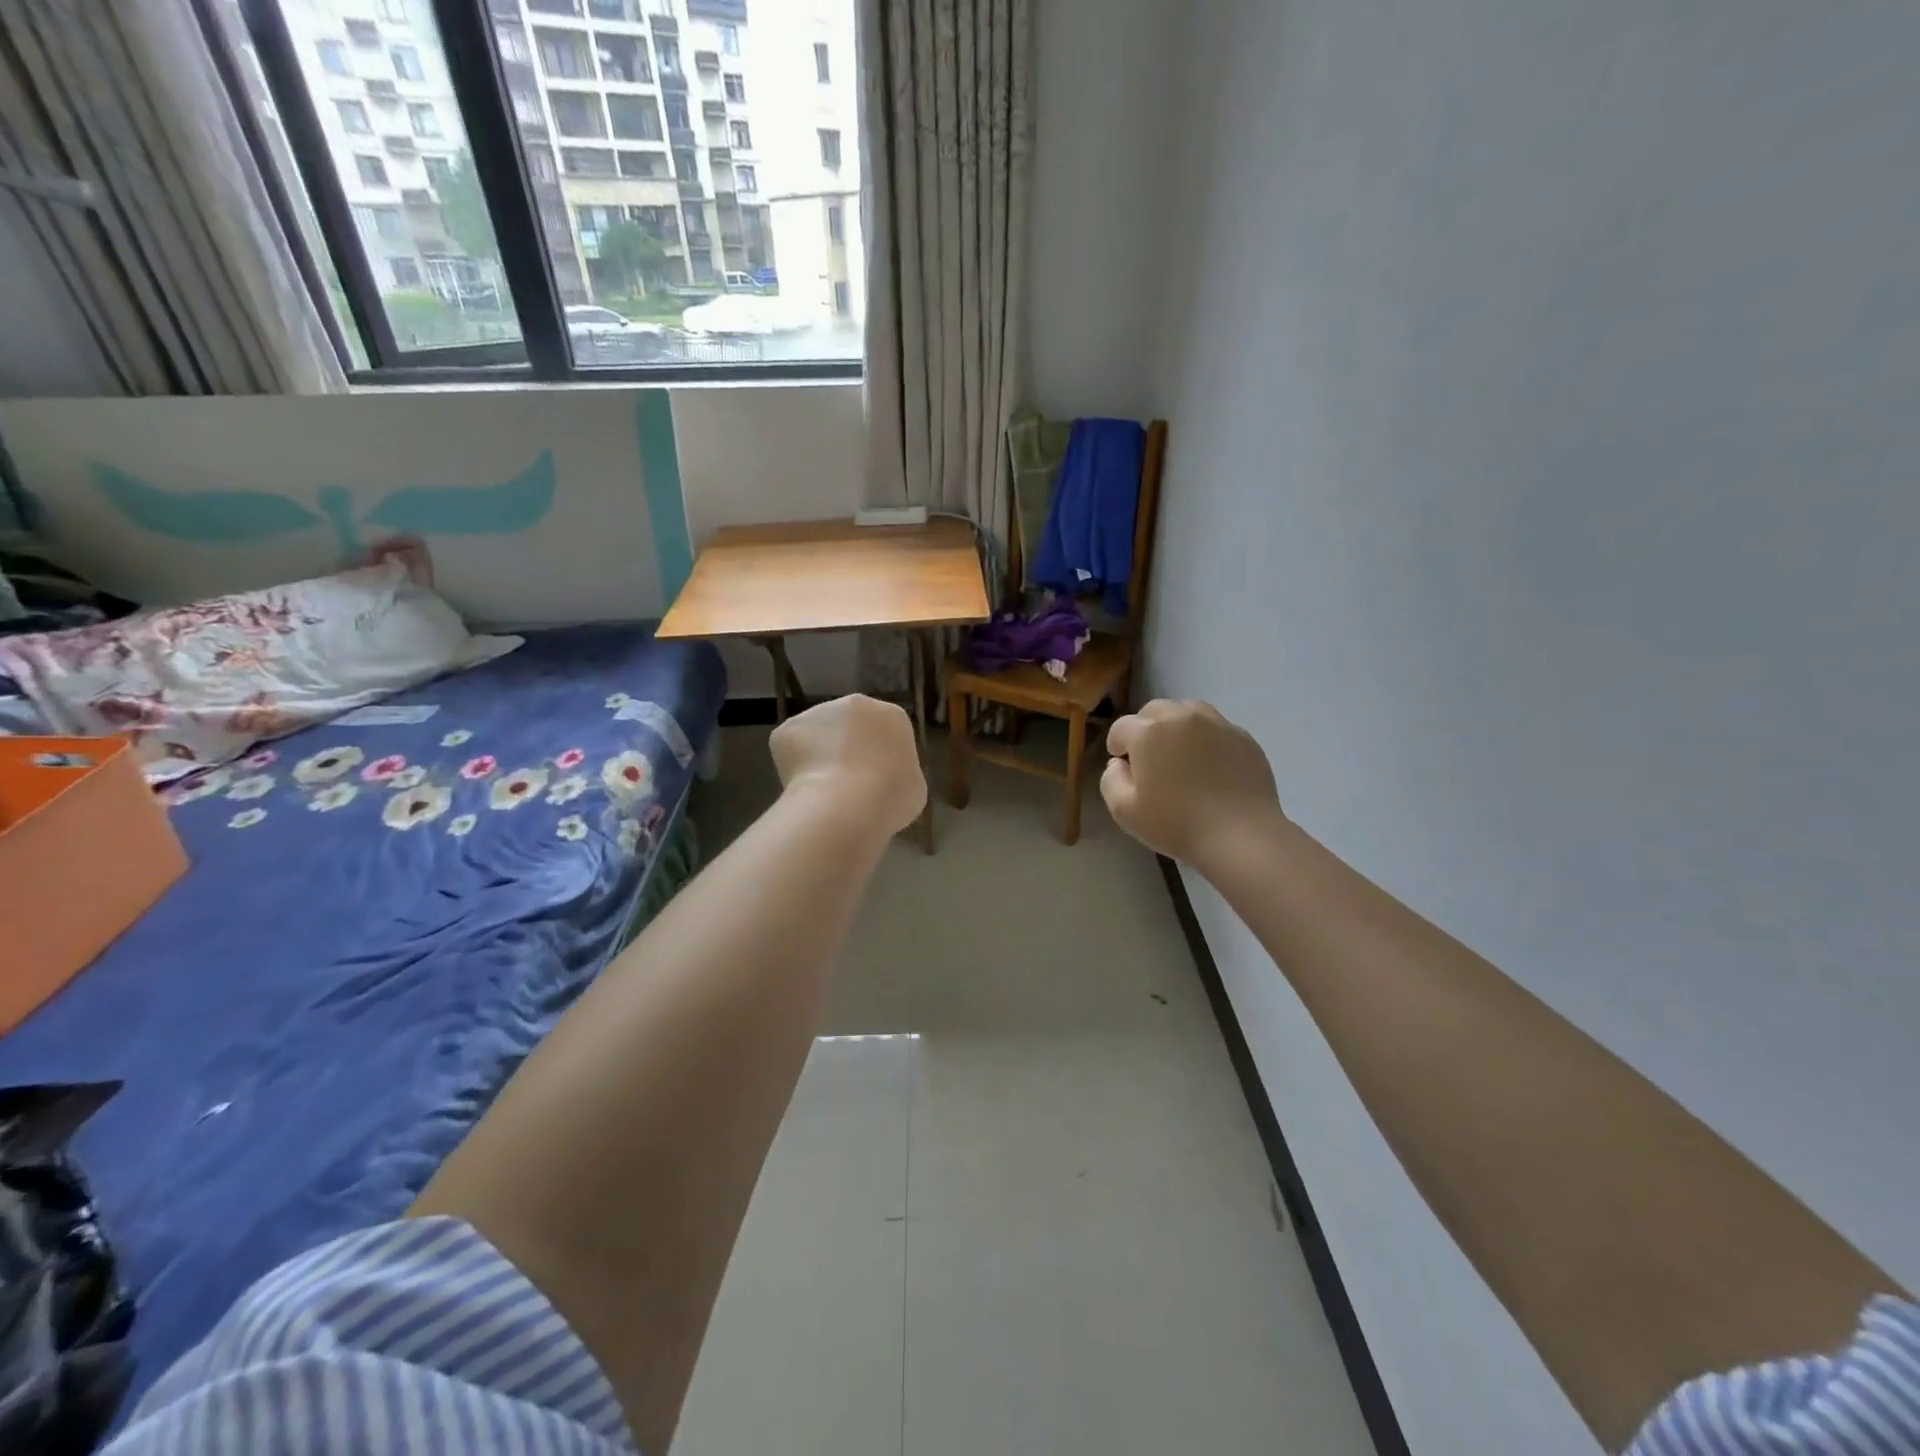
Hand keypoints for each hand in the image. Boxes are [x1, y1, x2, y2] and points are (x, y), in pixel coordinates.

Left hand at [771, 695, 926, 837]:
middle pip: (849, 725)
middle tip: (847, 783)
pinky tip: (804, 788)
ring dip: (819, 755)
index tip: (876, 780)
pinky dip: (795, 768)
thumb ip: (899, 773)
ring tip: (822, 790)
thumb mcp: (913, 787)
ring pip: (818, 735)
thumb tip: (884, 778)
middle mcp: (855, 703)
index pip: (885, 730)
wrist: (846, 804)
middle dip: (846, 749)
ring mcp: (817, 712)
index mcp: (891, 715)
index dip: (878, 756)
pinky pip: (792, 749)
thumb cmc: (891, 796)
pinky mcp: (787, 729)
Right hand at [1101, 699, 1283, 867]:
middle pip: (1153, 711)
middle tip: (1152, 762)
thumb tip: (1119, 764)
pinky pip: (1215, 728)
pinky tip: (1210, 767)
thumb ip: (1110, 779)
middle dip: (1146, 731)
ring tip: (1181, 757)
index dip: (1118, 748)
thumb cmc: (1176, 824)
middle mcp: (1181, 716)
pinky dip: (1206, 739)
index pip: (1121, 728)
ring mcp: (1216, 723)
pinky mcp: (1243, 736)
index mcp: (1148, 732)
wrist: (1241, 836)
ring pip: (1186, 712)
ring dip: (1176, 727)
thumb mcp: (1124, 811)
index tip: (1125, 769)